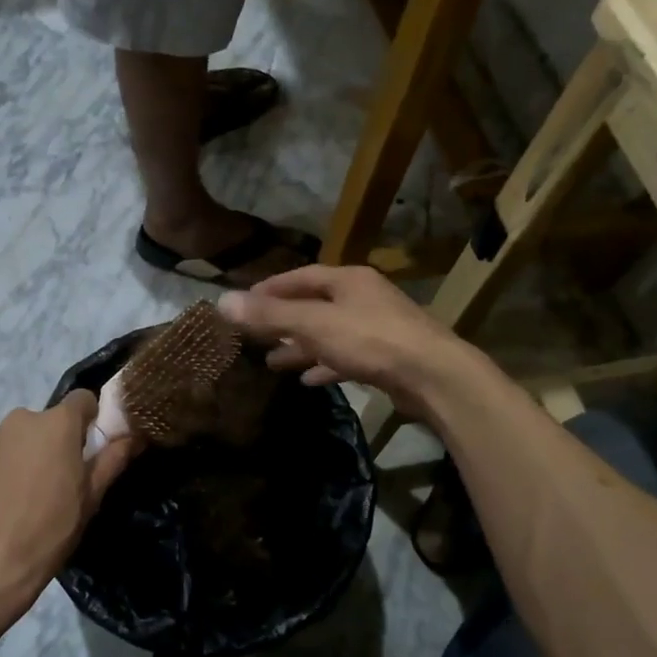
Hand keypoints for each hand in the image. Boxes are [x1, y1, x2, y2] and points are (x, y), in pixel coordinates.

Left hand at [0, 392, 139, 634]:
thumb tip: (133, 435)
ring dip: (19, 458)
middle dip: (50, 444)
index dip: (88, 421)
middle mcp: (19, 420)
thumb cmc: (47, 532)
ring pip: (12, 440)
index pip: (81, 400)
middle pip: (44, 423)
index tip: (87, 449)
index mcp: (56, 425)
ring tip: (17, 500)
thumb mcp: (90, 500)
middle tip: (52, 483)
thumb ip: (112, 460)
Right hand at [218, 265, 479, 417]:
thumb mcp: (314, 325)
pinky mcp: (386, 357)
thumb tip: (222, 302)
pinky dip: (324, 365)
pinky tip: (308, 380)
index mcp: (347, 280)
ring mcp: (377, 327)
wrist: (434, 376)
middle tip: (253, 336)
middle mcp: (363, 298)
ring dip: (300, 346)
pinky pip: (346, 357)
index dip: (269, 289)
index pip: (299, 277)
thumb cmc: (371, 340)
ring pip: (328, 333)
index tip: (244, 303)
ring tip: (272, 361)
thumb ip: (269, 315)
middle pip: (313, 305)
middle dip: (282, 322)